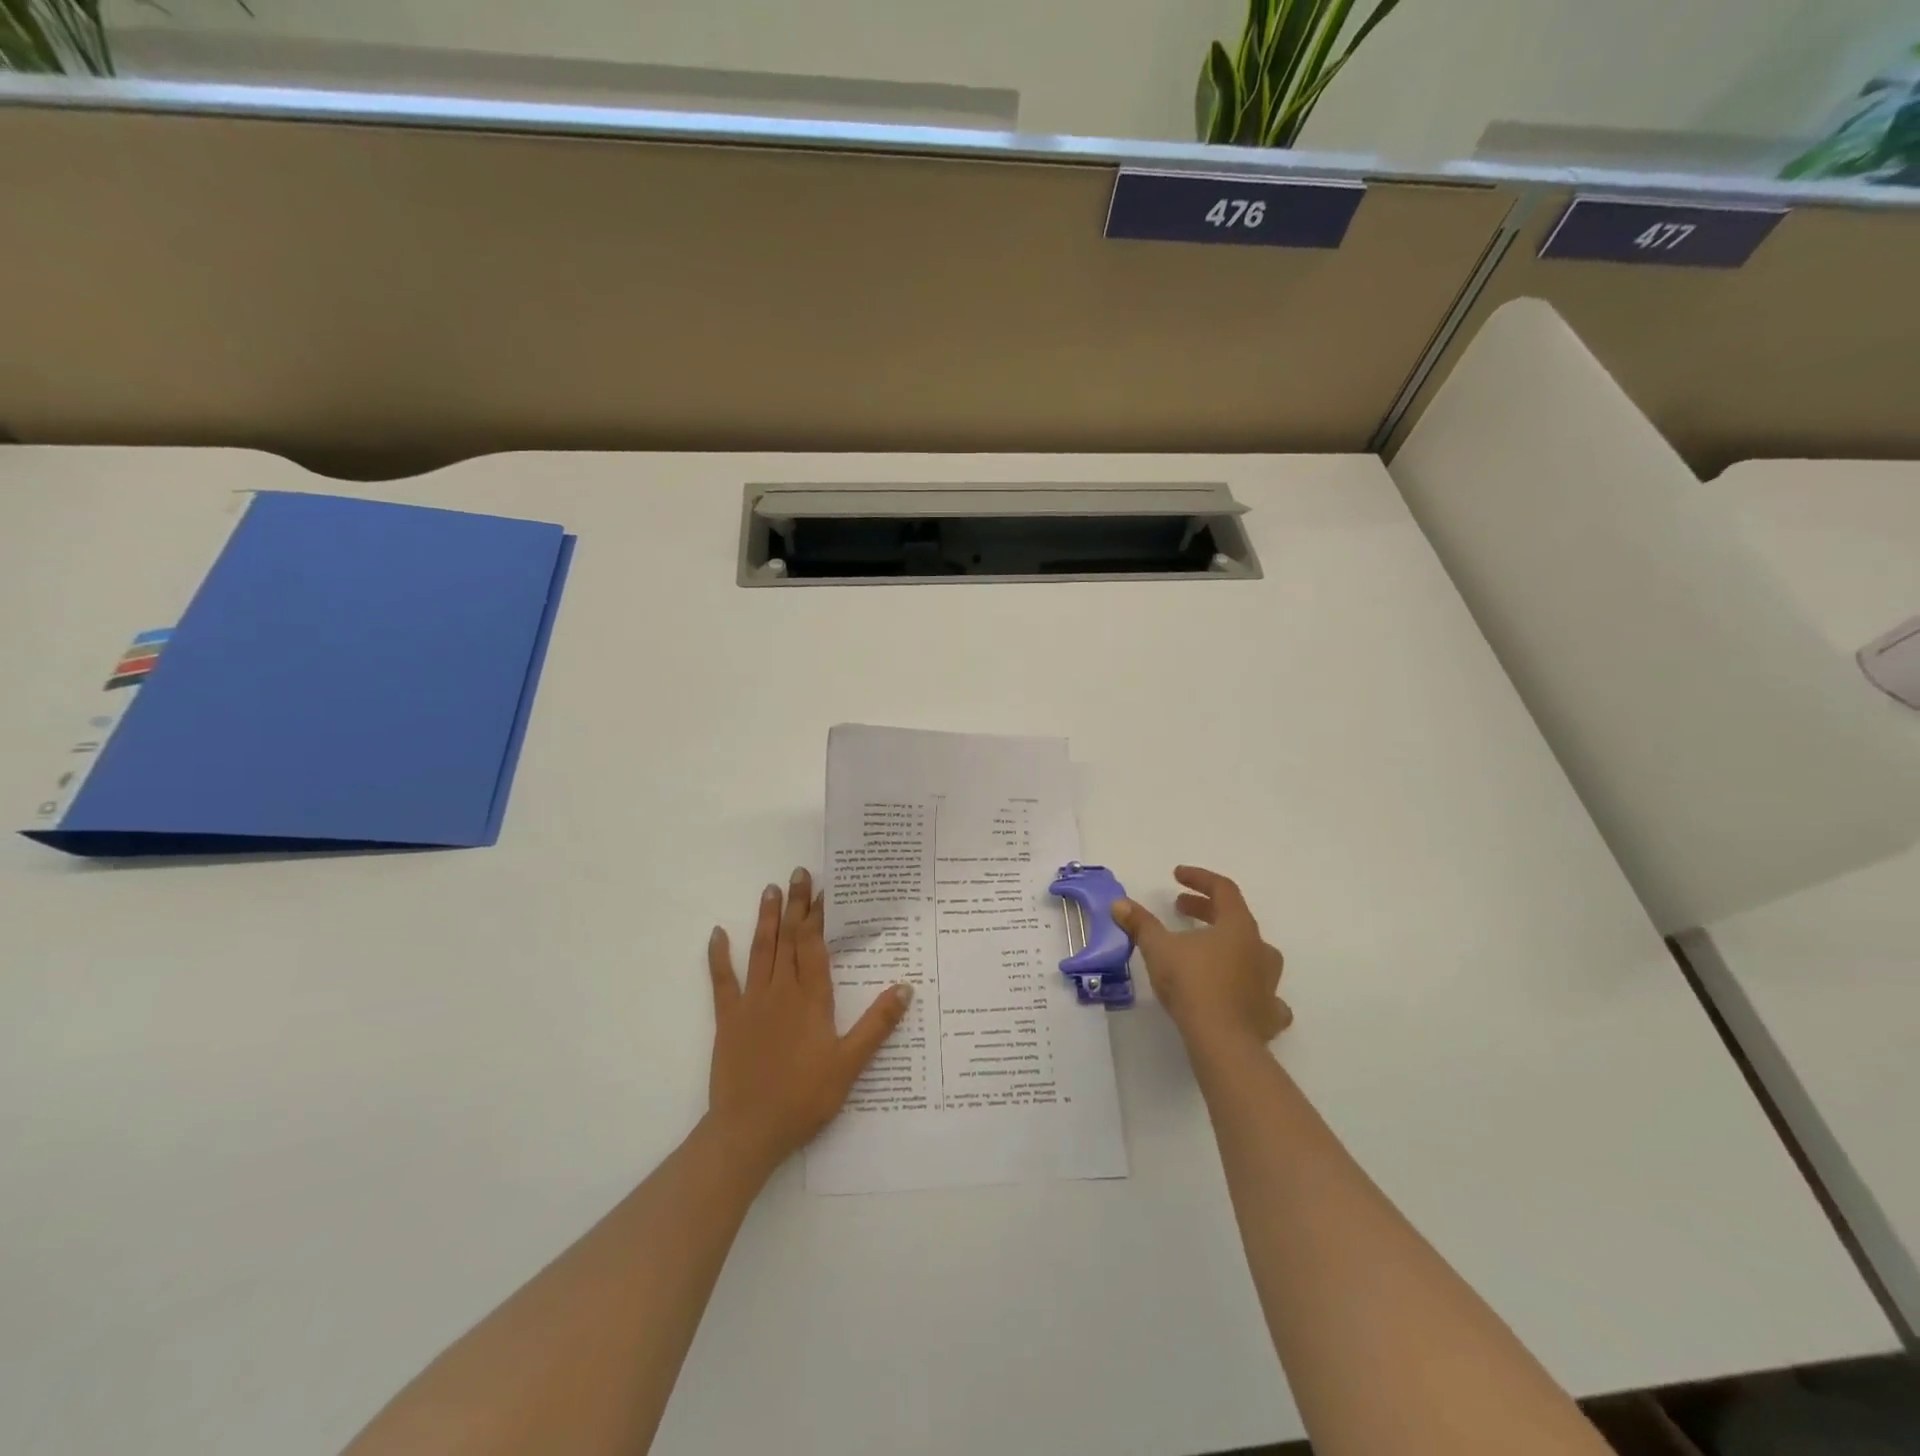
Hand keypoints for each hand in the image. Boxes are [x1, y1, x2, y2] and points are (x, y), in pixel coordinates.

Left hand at [705, 867, 911, 1171]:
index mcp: (811, 999)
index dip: (819, 915)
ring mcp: (751, 1003)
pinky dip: (719, 956)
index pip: (815, 945)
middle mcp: (781, 991)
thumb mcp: (850, 1064)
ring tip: (770, 890)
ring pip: (760, 951)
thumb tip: (905, 987)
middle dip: (796, 905)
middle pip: (789, 939)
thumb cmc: (804, 1097)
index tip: (824, 888)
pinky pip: (722, 981)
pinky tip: (717, 934)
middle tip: (798, 873)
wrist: (749, 1130)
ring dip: (766, 919)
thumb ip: (876, 1024)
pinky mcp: (728, 1020)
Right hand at [1112, 865, 1291, 1048]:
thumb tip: (1120, 903)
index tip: (1176, 876)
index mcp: (1238, 926)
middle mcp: (1260, 949)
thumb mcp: (1158, 948)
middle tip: (1179, 908)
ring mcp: (1270, 983)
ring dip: (1229, 946)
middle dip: (1205, 909)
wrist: (1223, 1043)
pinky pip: (1264, 994)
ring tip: (1205, 950)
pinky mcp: (1270, 1014)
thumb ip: (1141, 924)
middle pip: (1235, 918)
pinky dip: (1249, 990)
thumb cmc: (1192, 984)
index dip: (1199, 878)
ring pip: (1253, 954)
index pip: (1223, 889)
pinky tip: (1236, 997)